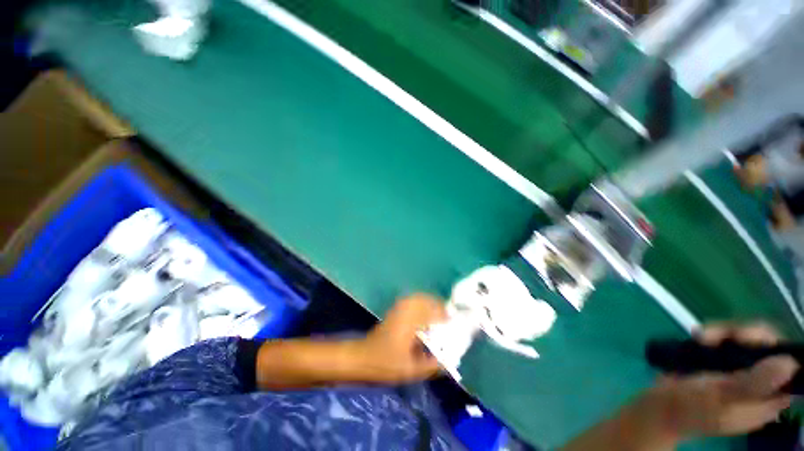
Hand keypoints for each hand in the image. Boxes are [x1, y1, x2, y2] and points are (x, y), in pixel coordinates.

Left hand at [356, 294, 446, 383]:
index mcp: (411, 321)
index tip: (454, 322)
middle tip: (447, 318)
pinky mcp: (394, 311)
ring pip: (418, 298)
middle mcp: (405, 310)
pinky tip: (423, 316)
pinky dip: (421, 304)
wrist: (361, 357)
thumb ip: (430, 366)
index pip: (433, 311)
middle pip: (426, 299)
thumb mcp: (410, 370)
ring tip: (438, 315)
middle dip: (439, 306)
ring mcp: (398, 308)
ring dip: (430, 303)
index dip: (445, 315)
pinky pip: (411, 301)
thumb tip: (448, 362)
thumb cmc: (385, 363)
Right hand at [643, 323, 797, 441]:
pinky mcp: (722, 363)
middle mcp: (760, 384)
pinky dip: (714, 335)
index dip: (775, 348)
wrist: (657, 407)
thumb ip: (754, 384)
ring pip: (746, 340)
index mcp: (767, 399)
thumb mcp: (721, 398)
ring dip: (724, 333)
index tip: (747, 342)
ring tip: (701, 337)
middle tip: (716, 337)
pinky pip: (727, 340)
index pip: (788, 367)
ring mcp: (739, 373)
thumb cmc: (689, 407)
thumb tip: (789, 363)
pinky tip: (698, 339)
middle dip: (743, 335)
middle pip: (767, 347)